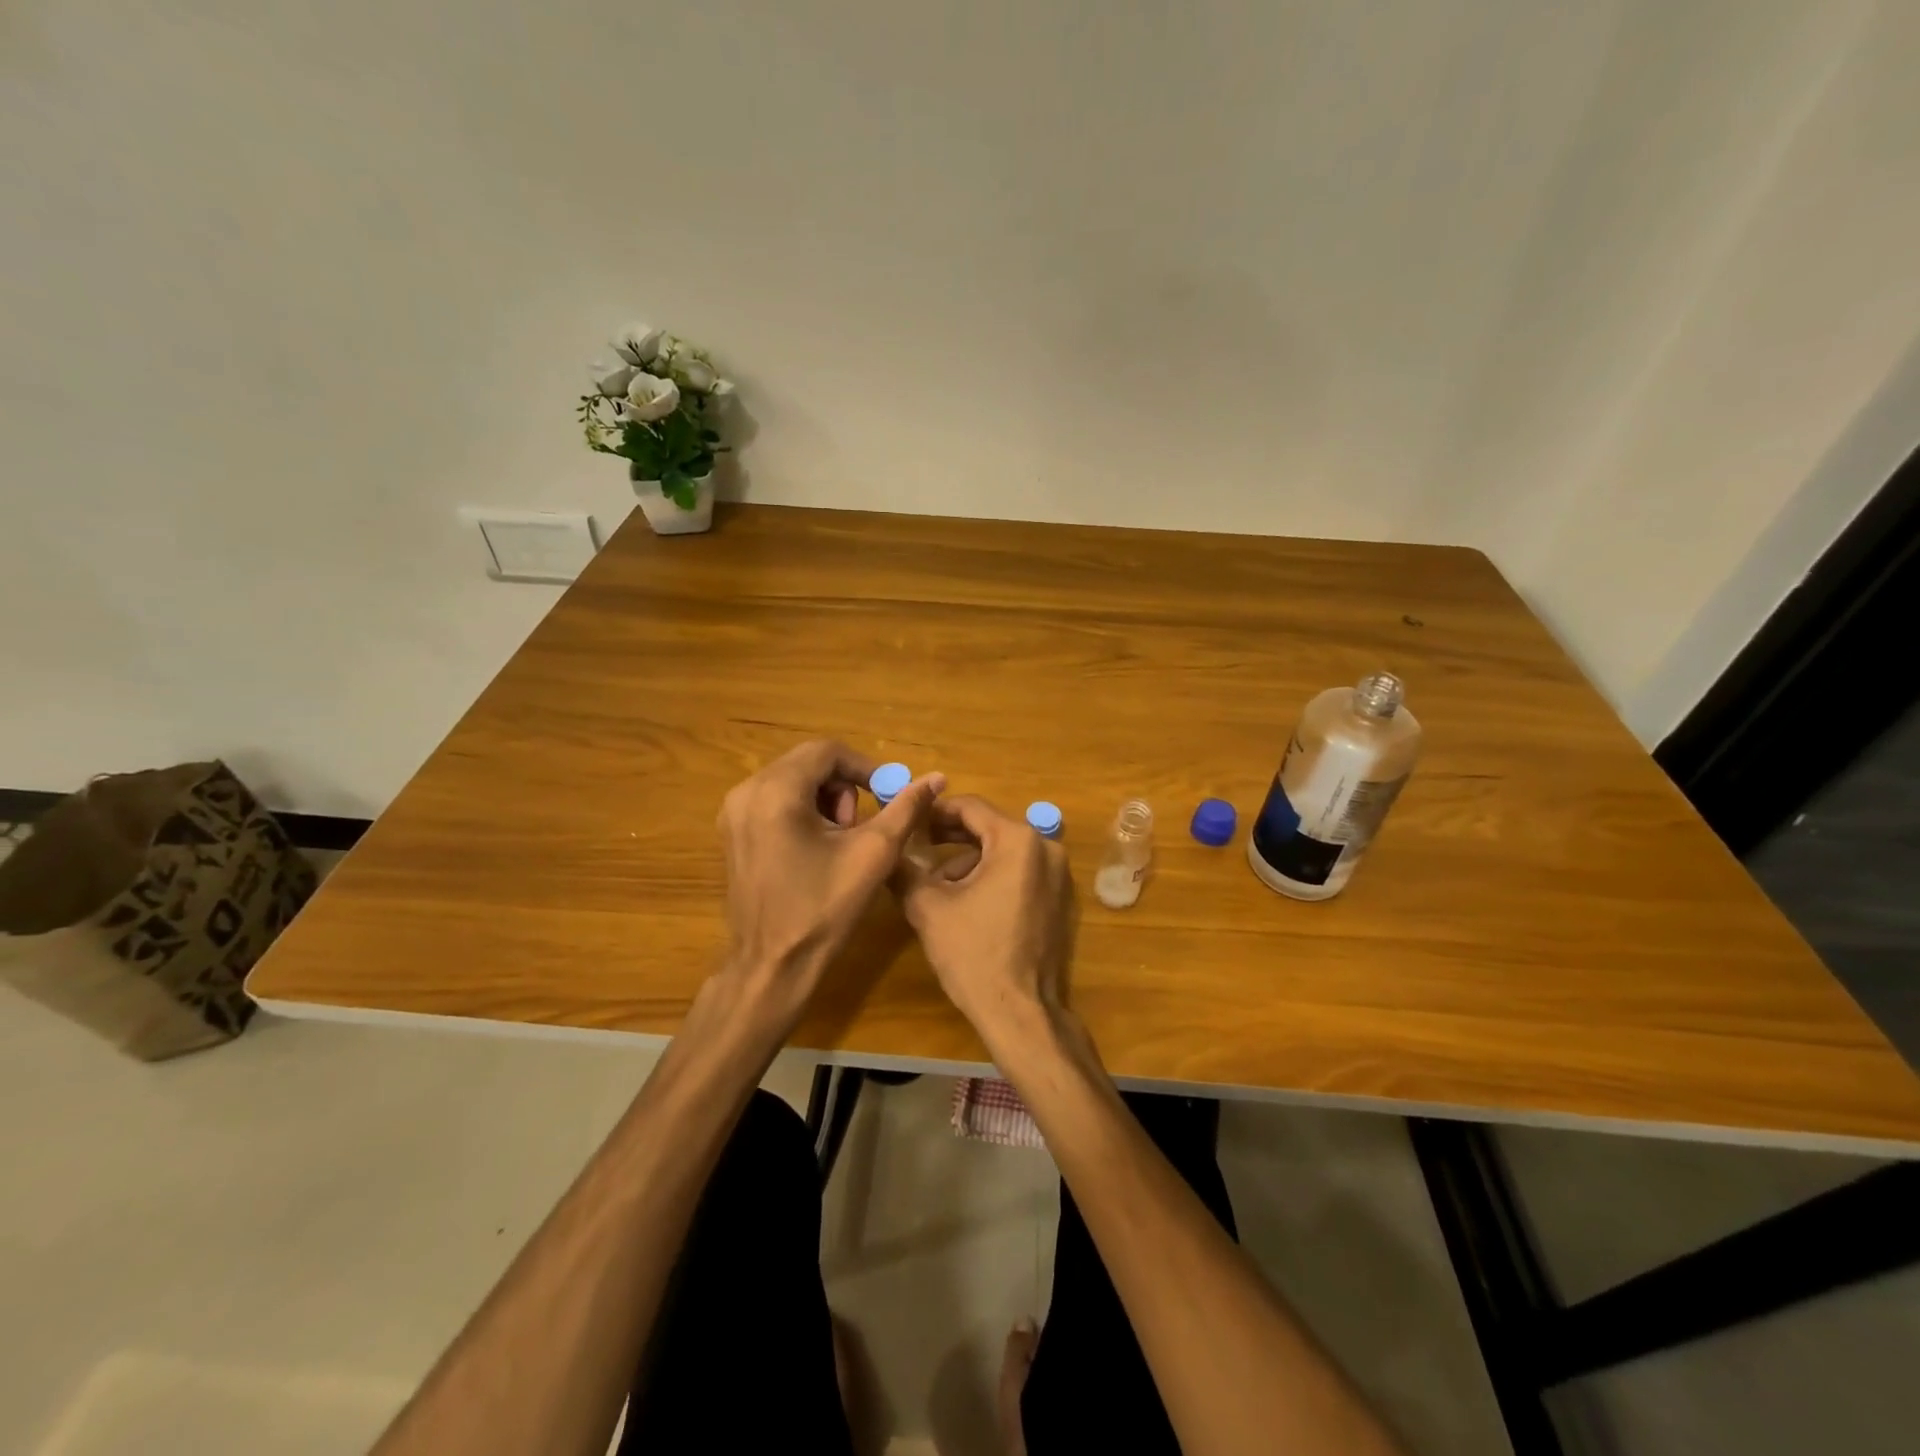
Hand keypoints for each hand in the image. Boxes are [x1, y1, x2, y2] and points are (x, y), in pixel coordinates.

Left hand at [715, 740, 943, 1024]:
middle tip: (860, 827)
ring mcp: (733, 813)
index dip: (866, 768)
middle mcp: (746, 792)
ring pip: (793, 781)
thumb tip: (936, 777)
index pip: (827, 752)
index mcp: (775, 791)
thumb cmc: (824, 909)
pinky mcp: (733, 834)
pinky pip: (775, 801)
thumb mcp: (873, 854)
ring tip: (840, 842)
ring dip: (825, 800)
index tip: (888, 795)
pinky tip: (816, 850)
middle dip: (844, 788)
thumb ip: (905, 808)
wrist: (773, 967)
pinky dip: (803, 813)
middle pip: (808, 763)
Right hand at [892, 795, 1074, 1052]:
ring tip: (936, 884)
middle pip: (989, 828)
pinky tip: (966, 901)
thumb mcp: (928, 907)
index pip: (971, 807)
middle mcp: (1045, 848)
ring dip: (969, 860)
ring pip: (1004, 851)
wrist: (1022, 1012)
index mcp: (1018, 840)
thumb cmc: (974, 954)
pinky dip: (992, 876)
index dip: (936, 812)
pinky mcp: (1060, 899)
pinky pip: (1021, 872)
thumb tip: (886, 849)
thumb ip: (904, 869)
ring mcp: (1058, 874)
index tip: (910, 821)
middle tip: (917, 847)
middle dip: (950, 837)